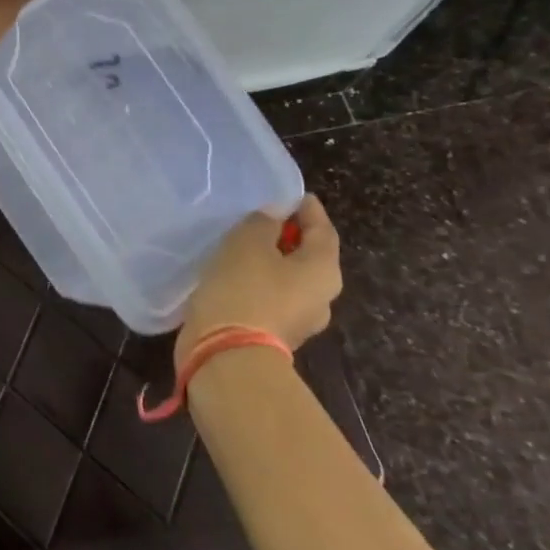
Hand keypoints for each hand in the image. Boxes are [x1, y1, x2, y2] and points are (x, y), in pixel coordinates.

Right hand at [177, 195, 341, 361]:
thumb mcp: (249, 241)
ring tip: (242, 245)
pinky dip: (257, 282)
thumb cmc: (244, 289)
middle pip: (309, 257)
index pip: (323, 230)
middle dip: (289, 236)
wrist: (226, 355)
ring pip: (288, 280)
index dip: (307, 209)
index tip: (290, 194)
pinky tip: (233, 274)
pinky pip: (270, 298)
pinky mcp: (273, 335)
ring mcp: (299, 321)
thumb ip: (264, 222)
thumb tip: (274, 217)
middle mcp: (321, 297)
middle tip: (262, 217)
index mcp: (324, 271)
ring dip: (271, 261)